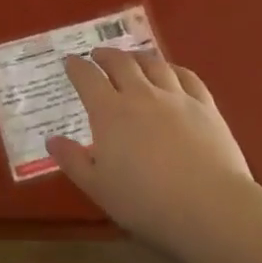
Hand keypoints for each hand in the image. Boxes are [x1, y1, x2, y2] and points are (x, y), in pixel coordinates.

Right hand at [49, 48, 254, 253]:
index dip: (76, 67)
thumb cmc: (146, 202)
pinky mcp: (205, 106)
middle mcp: (141, 95)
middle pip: (120, 62)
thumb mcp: (98, 188)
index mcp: (110, 113)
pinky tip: (172, 71)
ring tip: (132, 58)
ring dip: (138, 57)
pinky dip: (174, 69)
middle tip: (98, 55)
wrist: (209, 207)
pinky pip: (188, 77)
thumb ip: (73, 161)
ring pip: (154, 64)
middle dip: (106, 55)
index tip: (69, 61)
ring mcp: (176, 97)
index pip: (87, 78)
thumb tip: (52, 140)